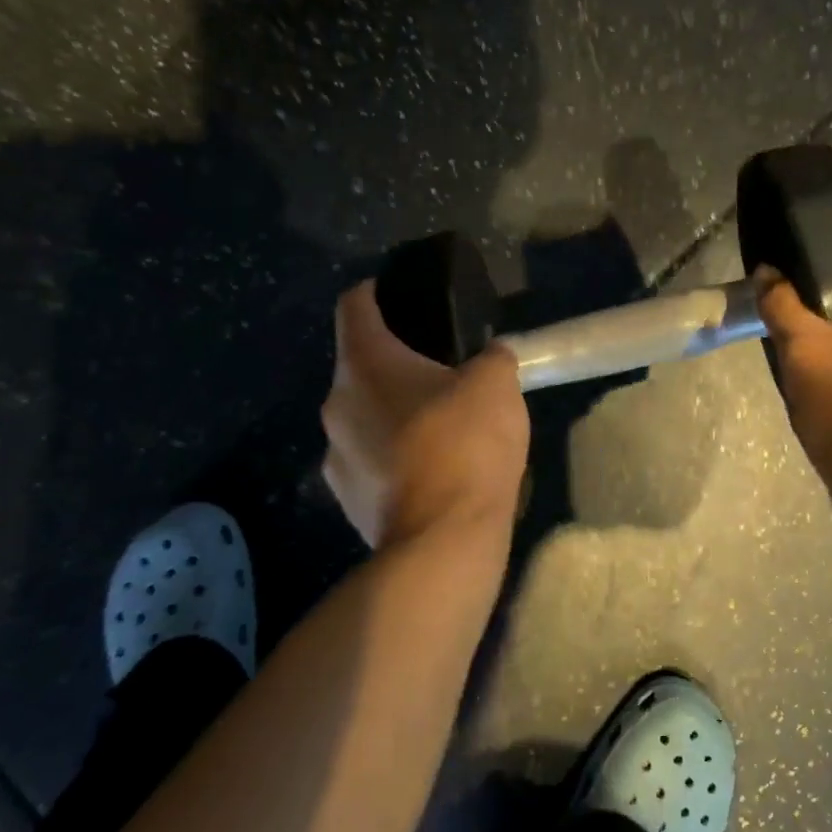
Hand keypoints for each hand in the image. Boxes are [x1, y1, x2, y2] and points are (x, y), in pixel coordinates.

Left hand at [321, 281, 529, 547]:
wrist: (444, 540)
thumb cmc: (465, 444)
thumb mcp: (497, 383)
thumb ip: (491, 357)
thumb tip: (489, 356)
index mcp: (364, 363)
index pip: (354, 305)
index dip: (376, 291)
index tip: (402, 294)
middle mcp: (336, 404)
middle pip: (359, 365)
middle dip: (395, 362)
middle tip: (440, 369)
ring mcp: (335, 455)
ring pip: (362, 415)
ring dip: (393, 412)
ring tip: (438, 425)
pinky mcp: (345, 499)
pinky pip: (369, 460)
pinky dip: (393, 457)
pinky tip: (430, 470)